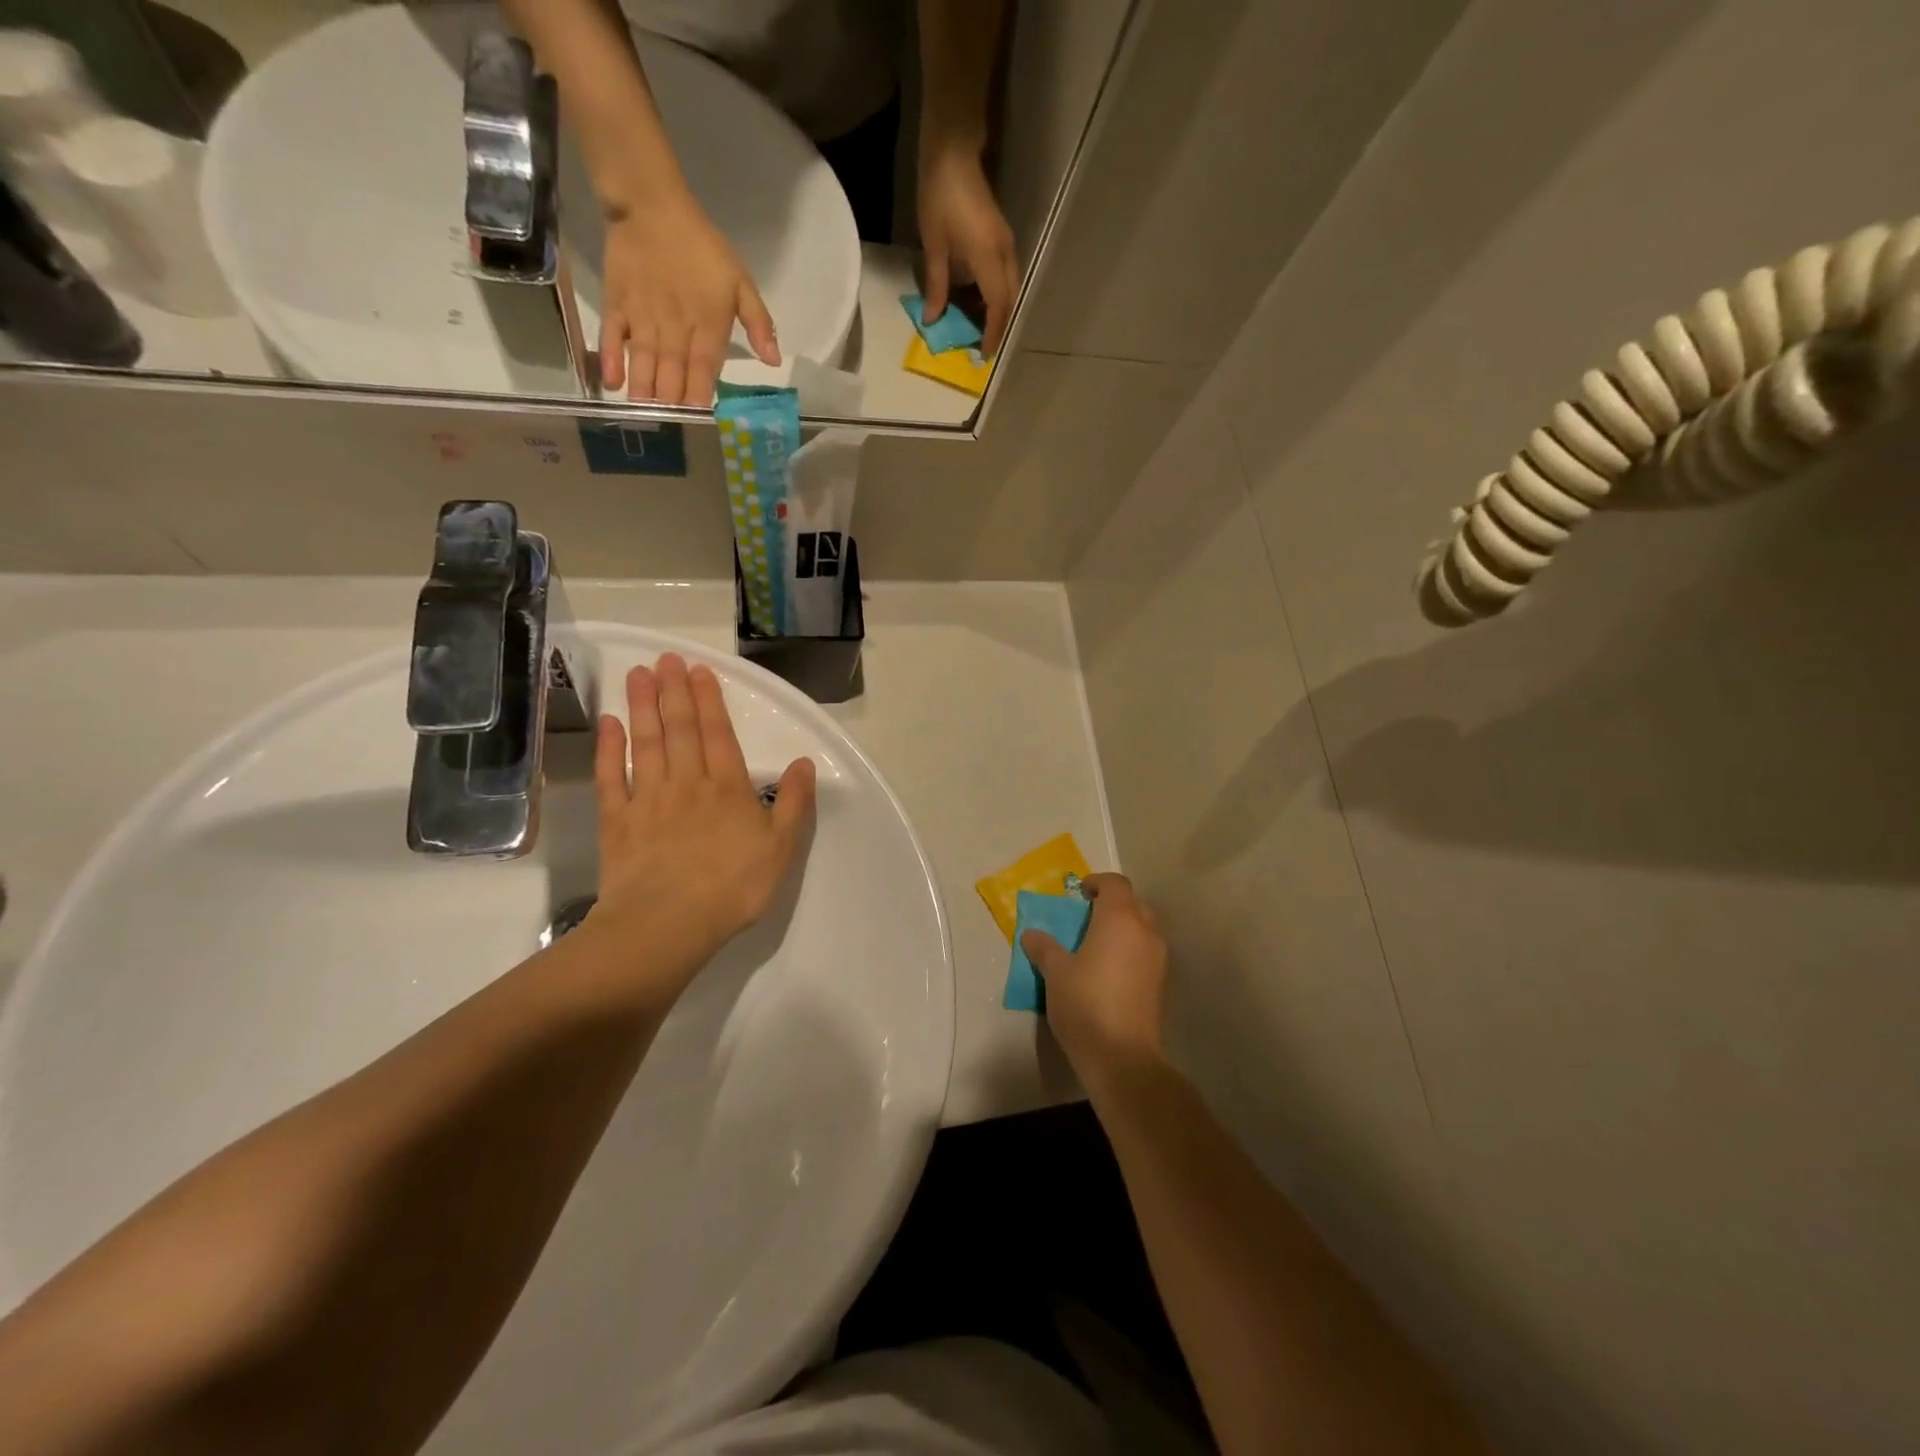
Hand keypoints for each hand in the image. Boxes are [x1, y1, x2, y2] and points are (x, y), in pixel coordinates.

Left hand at [588, 654, 815, 1001]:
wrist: (667, 924)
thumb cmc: (733, 887)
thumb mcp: (781, 849)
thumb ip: (794, 803)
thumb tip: (804, 763)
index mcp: (727, 788)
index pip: (718, 734)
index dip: (708, 700)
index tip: (698, 669)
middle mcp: (686, 783)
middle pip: (679, 729)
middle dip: (673, 691)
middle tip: (665, 658)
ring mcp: (647, 799)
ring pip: (645, 743)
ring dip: (643, 706)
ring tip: (638, 674)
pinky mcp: (617, 821)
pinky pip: (611, 777)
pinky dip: (609, 749)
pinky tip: (608, 724)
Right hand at [599, 196, 780, 404]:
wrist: (652, 204)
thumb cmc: (702, 246)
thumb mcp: (741, 282)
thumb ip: (759, 323)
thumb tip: (774, 362)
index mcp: (707, 326)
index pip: (704, 369)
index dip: (700, 395)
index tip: (698, 419)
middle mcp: (675, 328)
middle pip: (673, 373)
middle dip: (672, 403)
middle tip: (670, 430)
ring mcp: (643, 318)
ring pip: (645, 362)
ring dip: (645, 391)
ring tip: (643, 416)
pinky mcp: (617, 304)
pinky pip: (613, 337)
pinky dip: (611, 359)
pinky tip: (613, 383)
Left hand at [916, 145, 1018, 356]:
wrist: (953, 151)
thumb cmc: (940, 196)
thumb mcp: (934, 245)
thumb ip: (936, 285)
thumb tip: (933, 319)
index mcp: (989, 257)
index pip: (997, 306)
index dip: (992, 332)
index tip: (985, 354)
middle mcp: (1004, 253)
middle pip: (1009, 299)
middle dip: (998, 325)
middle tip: (981, 344)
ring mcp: (1005, 244)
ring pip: (1008, 288)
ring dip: (996, 310)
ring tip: (977, 327)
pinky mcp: (1000, 238)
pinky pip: (1003, 276)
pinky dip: (993, 294)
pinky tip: (976, 302)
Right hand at [1021, 874, 1167, 1084]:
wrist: (1122, 1057)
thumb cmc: (1085, 1004)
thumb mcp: (1055, 973)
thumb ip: (1044, 948)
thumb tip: (1031, 934)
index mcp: (1120, 919)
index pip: (1115, 884)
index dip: (1097, 883)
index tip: (1078, 895)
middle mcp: (1145, 931)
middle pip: (1133, 903)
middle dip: (1112, 905)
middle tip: (1086, 918)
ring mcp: (1158, 958)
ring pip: (1143, 928)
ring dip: (1123, 929)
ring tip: (1095, 945)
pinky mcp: (1161, 983)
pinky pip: (1146, 952)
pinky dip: (1130, 951)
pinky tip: (1109, 971)